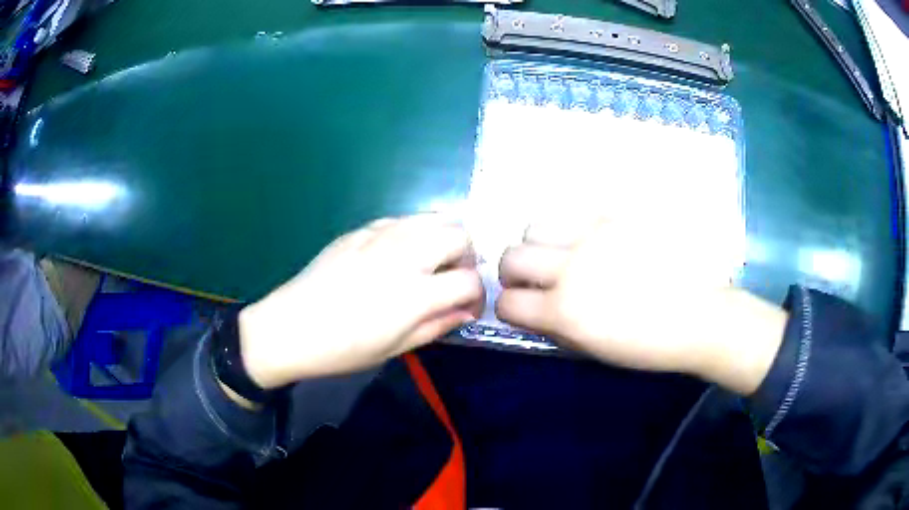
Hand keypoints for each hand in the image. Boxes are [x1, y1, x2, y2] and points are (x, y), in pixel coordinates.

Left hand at [238, 215, 483, 388]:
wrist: (291, 327)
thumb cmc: (344, 349)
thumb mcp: (396, 348)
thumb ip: (438, 325)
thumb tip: (465, 311)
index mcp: (416, 294)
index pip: (470, 281)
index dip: (477, 296)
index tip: (468, 308)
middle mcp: (406, 255)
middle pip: (460, 236)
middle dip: (466, 259)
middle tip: (450, 280)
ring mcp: (382, 236)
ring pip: (434, 218)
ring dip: (443, 240)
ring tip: (429, 263)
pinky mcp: (362, 229)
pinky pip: (402, 220)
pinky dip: (413, 234)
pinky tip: (397, 255)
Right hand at [495, 219, 787, 394]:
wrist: (698, 316)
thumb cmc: (647, 345)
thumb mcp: (593, 351)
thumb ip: (554, 328)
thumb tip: (533, 310)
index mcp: (565, 312)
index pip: (507, 303)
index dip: (507, 308)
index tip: (519, 307)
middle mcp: (572, 268)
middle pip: (512, 256)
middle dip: (512, 271)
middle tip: (530, 278)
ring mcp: (595, 236)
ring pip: (537, 225)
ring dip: (538, 243)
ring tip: (559, 252)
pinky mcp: (617, 217)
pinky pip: (577, 213)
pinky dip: (573, 229)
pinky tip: (590, 240)